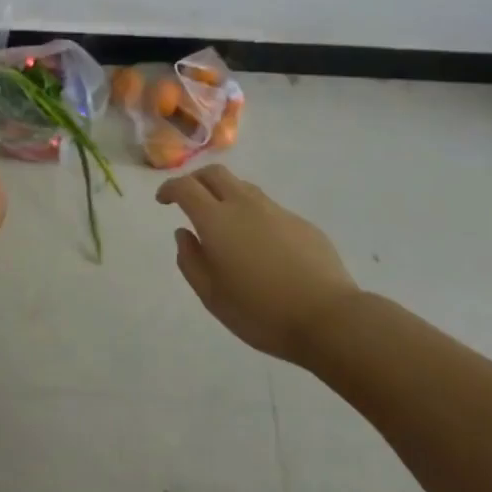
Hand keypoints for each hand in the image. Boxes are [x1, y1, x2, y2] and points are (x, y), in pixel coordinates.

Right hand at [158, 164, 357, 366]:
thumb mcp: (212, 296)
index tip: (163, 201)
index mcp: (216, 220)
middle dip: (196, 180)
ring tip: (225, 222)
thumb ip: (191, 261)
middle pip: (214, 173)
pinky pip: (268, 208)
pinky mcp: (300, 222)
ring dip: (225, 194)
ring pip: (243, 187)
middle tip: (190, 200)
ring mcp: (276, 210)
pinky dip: (253, 214)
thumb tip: (184, 233)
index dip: (169, 188)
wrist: (329, 318)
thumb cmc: (261, 312)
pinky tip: (260, 244)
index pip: (185, 186)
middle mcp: (244, 204)